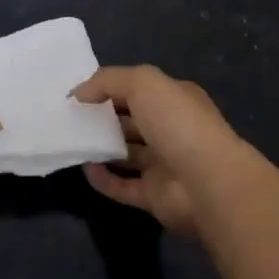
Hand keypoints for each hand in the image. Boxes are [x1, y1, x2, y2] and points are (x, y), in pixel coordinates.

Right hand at [74, 65, 241, 234]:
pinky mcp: (154, 196)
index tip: (80, 92)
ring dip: (102, 147)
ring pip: (127, 153)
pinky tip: (84, 169)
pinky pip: (123, 186)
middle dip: (104, 117)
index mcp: (175, 99)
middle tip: (71, 116)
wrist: (207, 182)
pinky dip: (104, 179)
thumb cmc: (177, 122)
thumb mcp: (143, 82)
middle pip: (132, 120)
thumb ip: (108, 81)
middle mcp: (171, 130)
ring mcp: (164, 165)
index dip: (110, 87)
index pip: (139, 89)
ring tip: (72, 140)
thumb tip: (78, 92)